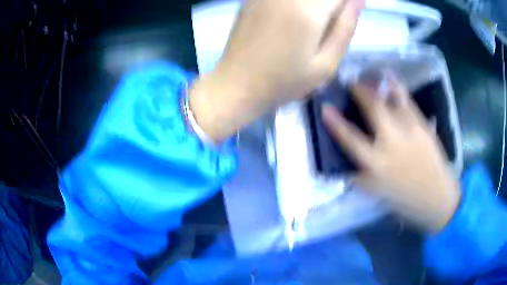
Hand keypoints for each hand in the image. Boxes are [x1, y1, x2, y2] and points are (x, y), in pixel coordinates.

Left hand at [190, 0, 363, 141]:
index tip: (343, 18)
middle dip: (330, 4)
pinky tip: (294, 19)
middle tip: (326, 25)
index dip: (347, 2)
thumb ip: (345, 27)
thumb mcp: (326, 64)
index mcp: (308, 11)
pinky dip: (297, 4)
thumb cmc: (284, 81)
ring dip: (314, 4)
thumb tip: (358, 0)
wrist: (237, 84)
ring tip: (311, 25)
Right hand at [322, 75, 460, 231]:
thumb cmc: (406, 199)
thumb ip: (362, 178)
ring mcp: (409, 131)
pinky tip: (392, 78)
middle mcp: (392, 143)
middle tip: (352, 81)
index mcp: (377, 164)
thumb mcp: (379, 193)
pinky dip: (398, 88)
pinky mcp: (422, 125)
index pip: (351, 141)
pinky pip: (408, 102)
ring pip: (392, 101)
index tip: (325, 108)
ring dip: (378, 85)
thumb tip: (347, 167)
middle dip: (360, 92)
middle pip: (373, 110)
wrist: (437, 196)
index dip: (336, 124)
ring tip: (371, 75)